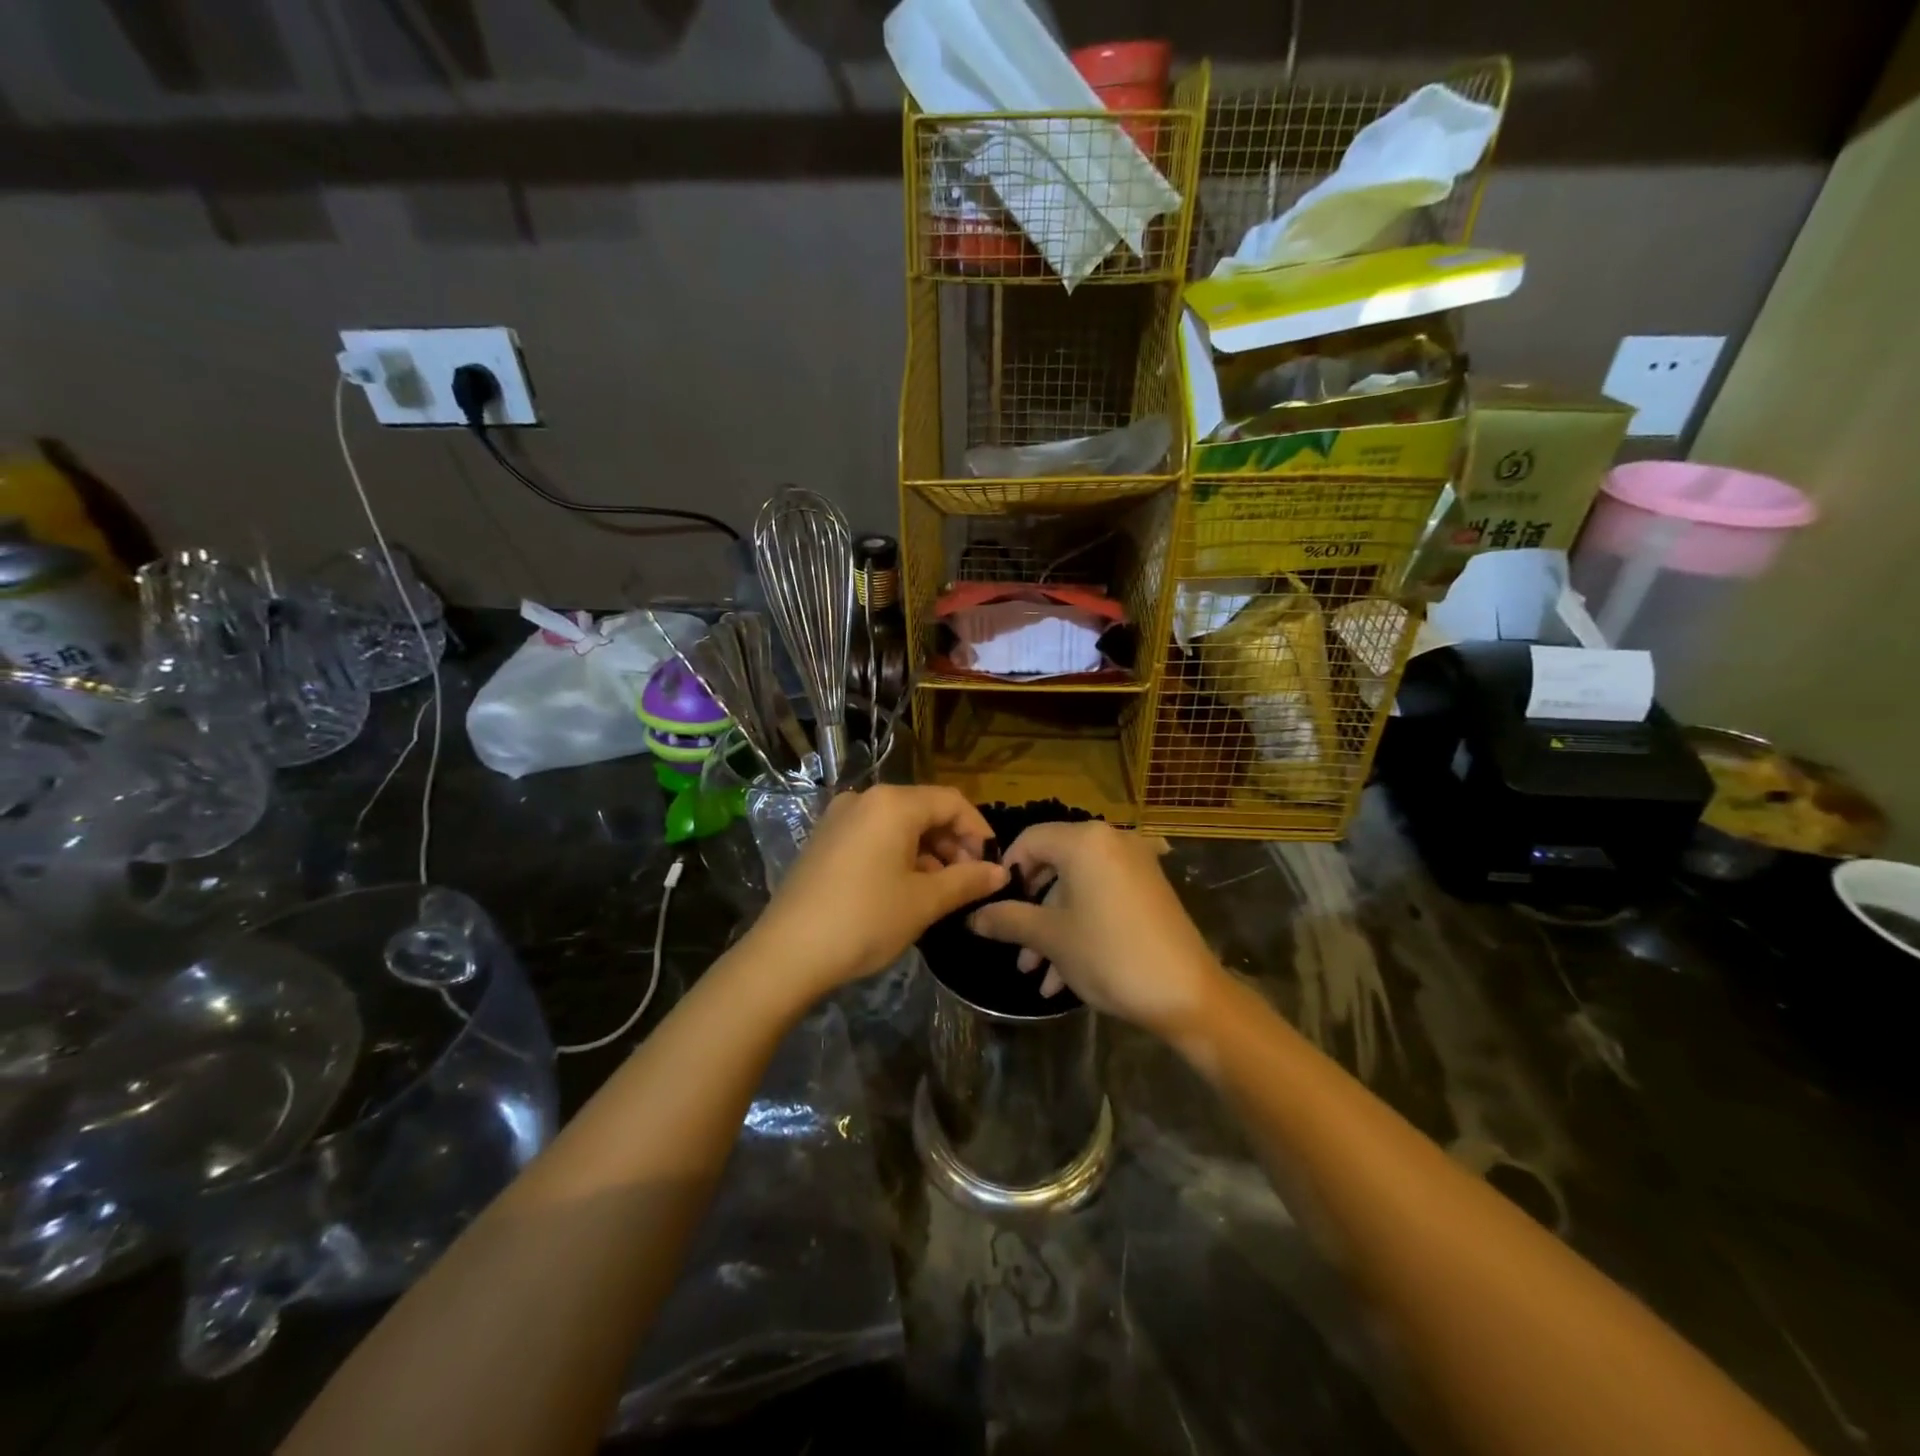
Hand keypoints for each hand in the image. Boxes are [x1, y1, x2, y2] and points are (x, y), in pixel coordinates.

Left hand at [745, 785, 1008, 1002]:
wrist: (787, 953)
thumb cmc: (865, 920)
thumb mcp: (924, 902)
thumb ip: (967, 881)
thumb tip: (1001, 872)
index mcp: (892, 803)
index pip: (951, 802)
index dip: (979, 831)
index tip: (992, 866)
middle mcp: (864, 799)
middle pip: (924, 810)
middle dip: (953, 843)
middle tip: (969, 882)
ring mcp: (839, 818)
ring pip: (898, 825)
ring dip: (927, 852)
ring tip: (941, 891)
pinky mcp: (824, 840)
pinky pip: (874, 836)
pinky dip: (898, 855)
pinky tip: (905, 889)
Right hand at [967, 821, 1223, 1037]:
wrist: (1186, 994)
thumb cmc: (1108, 954)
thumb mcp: (1050, 938)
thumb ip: (1008, 921)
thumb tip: (972, 918)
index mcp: (1084, 841)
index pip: (1029, 840)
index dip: (1005, 871)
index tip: (992, 905)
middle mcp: (1110, 842)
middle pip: (1053, 865)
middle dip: (1029, 909)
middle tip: (1012, 942)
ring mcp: (1133, 866)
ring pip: (1076, 889)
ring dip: (1052, 928)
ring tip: (1034, 974)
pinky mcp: (1148, 891)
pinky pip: (1101, 899)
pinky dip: (1080, 927)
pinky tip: (1062, 978)